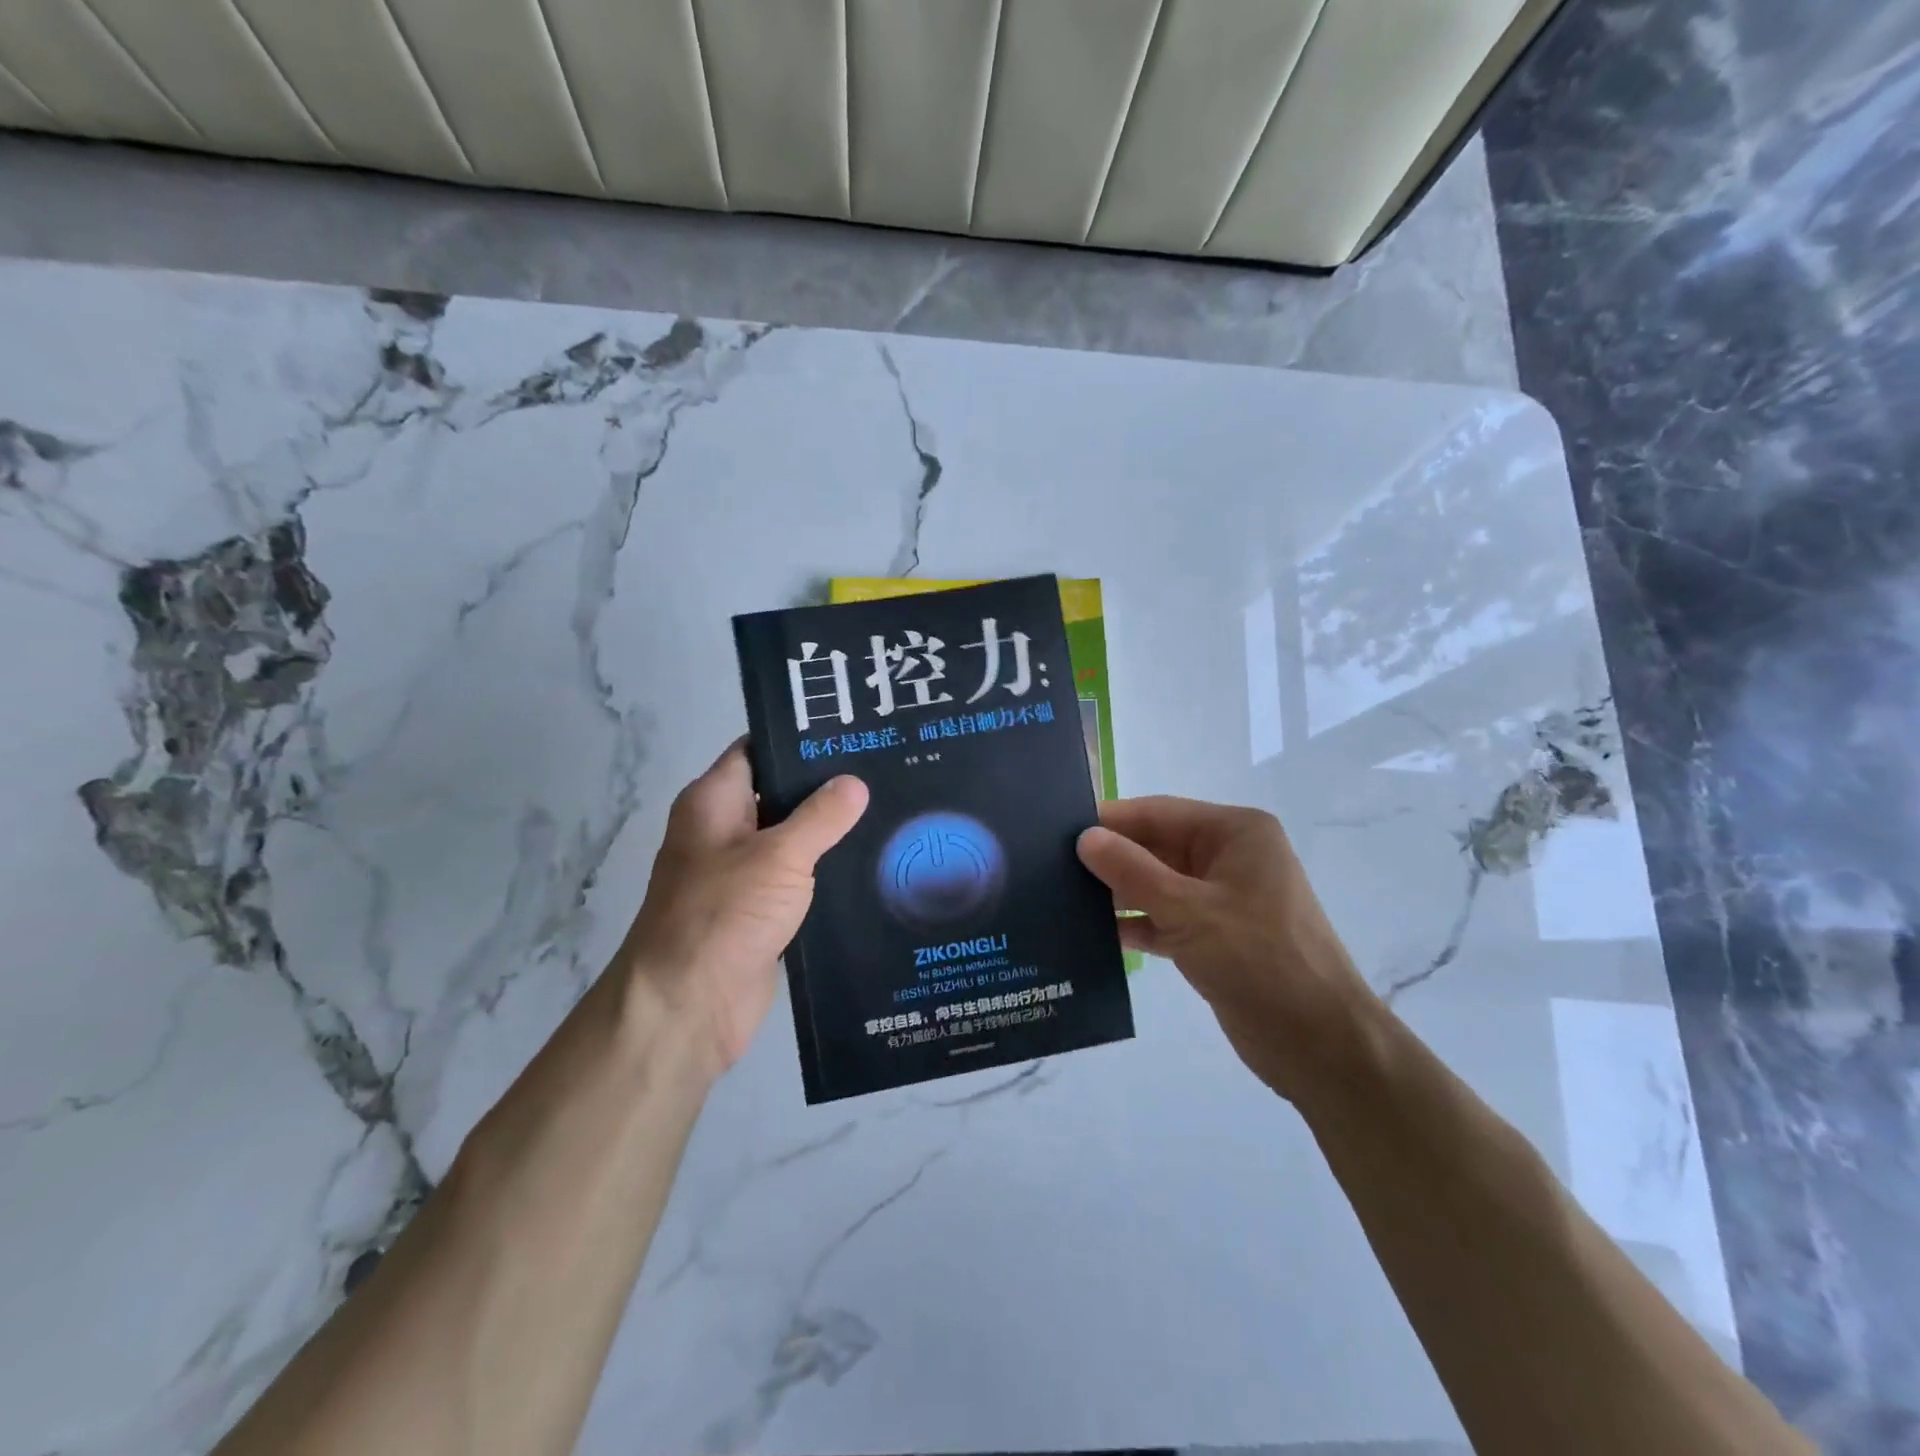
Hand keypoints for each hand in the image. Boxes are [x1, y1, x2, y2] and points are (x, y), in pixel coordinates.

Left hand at [620, 741, 867, 1080]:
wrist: (686, 1007)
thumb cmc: (723, 915)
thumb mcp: (779, 856)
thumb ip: (820, 817)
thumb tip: (855, 783)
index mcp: (713, 802)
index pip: (757, 750)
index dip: (799, 739)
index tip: (851, 731)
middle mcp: (723, 831)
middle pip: (778, 794)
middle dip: (826, 786)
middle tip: (884, 770)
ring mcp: (740, 874)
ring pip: (791, 840)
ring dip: (830, 833)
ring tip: (889, 812)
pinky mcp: (758, 912)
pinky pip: (796, 880)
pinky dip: (825, 872)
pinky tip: (871, 864)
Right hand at [1076, 796, 1378, 1102]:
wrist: (1320, 1045)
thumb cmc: (1261, 960)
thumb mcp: (1190, 910)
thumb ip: (1132, 871)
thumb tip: (1084, 837)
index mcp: (1235, 834)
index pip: (1159, 813)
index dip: (1110, 820)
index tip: (1057, 828)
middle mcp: (1228, 858)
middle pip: (1156, 847)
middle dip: (1110, 858)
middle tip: (1050, 866)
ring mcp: (1221, 900)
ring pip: (1157, 884)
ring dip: (1117, 893)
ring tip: (1061, 898)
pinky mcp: (1213, 938)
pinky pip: (1164, 918)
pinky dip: (1135, 924)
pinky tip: (1092, 933)